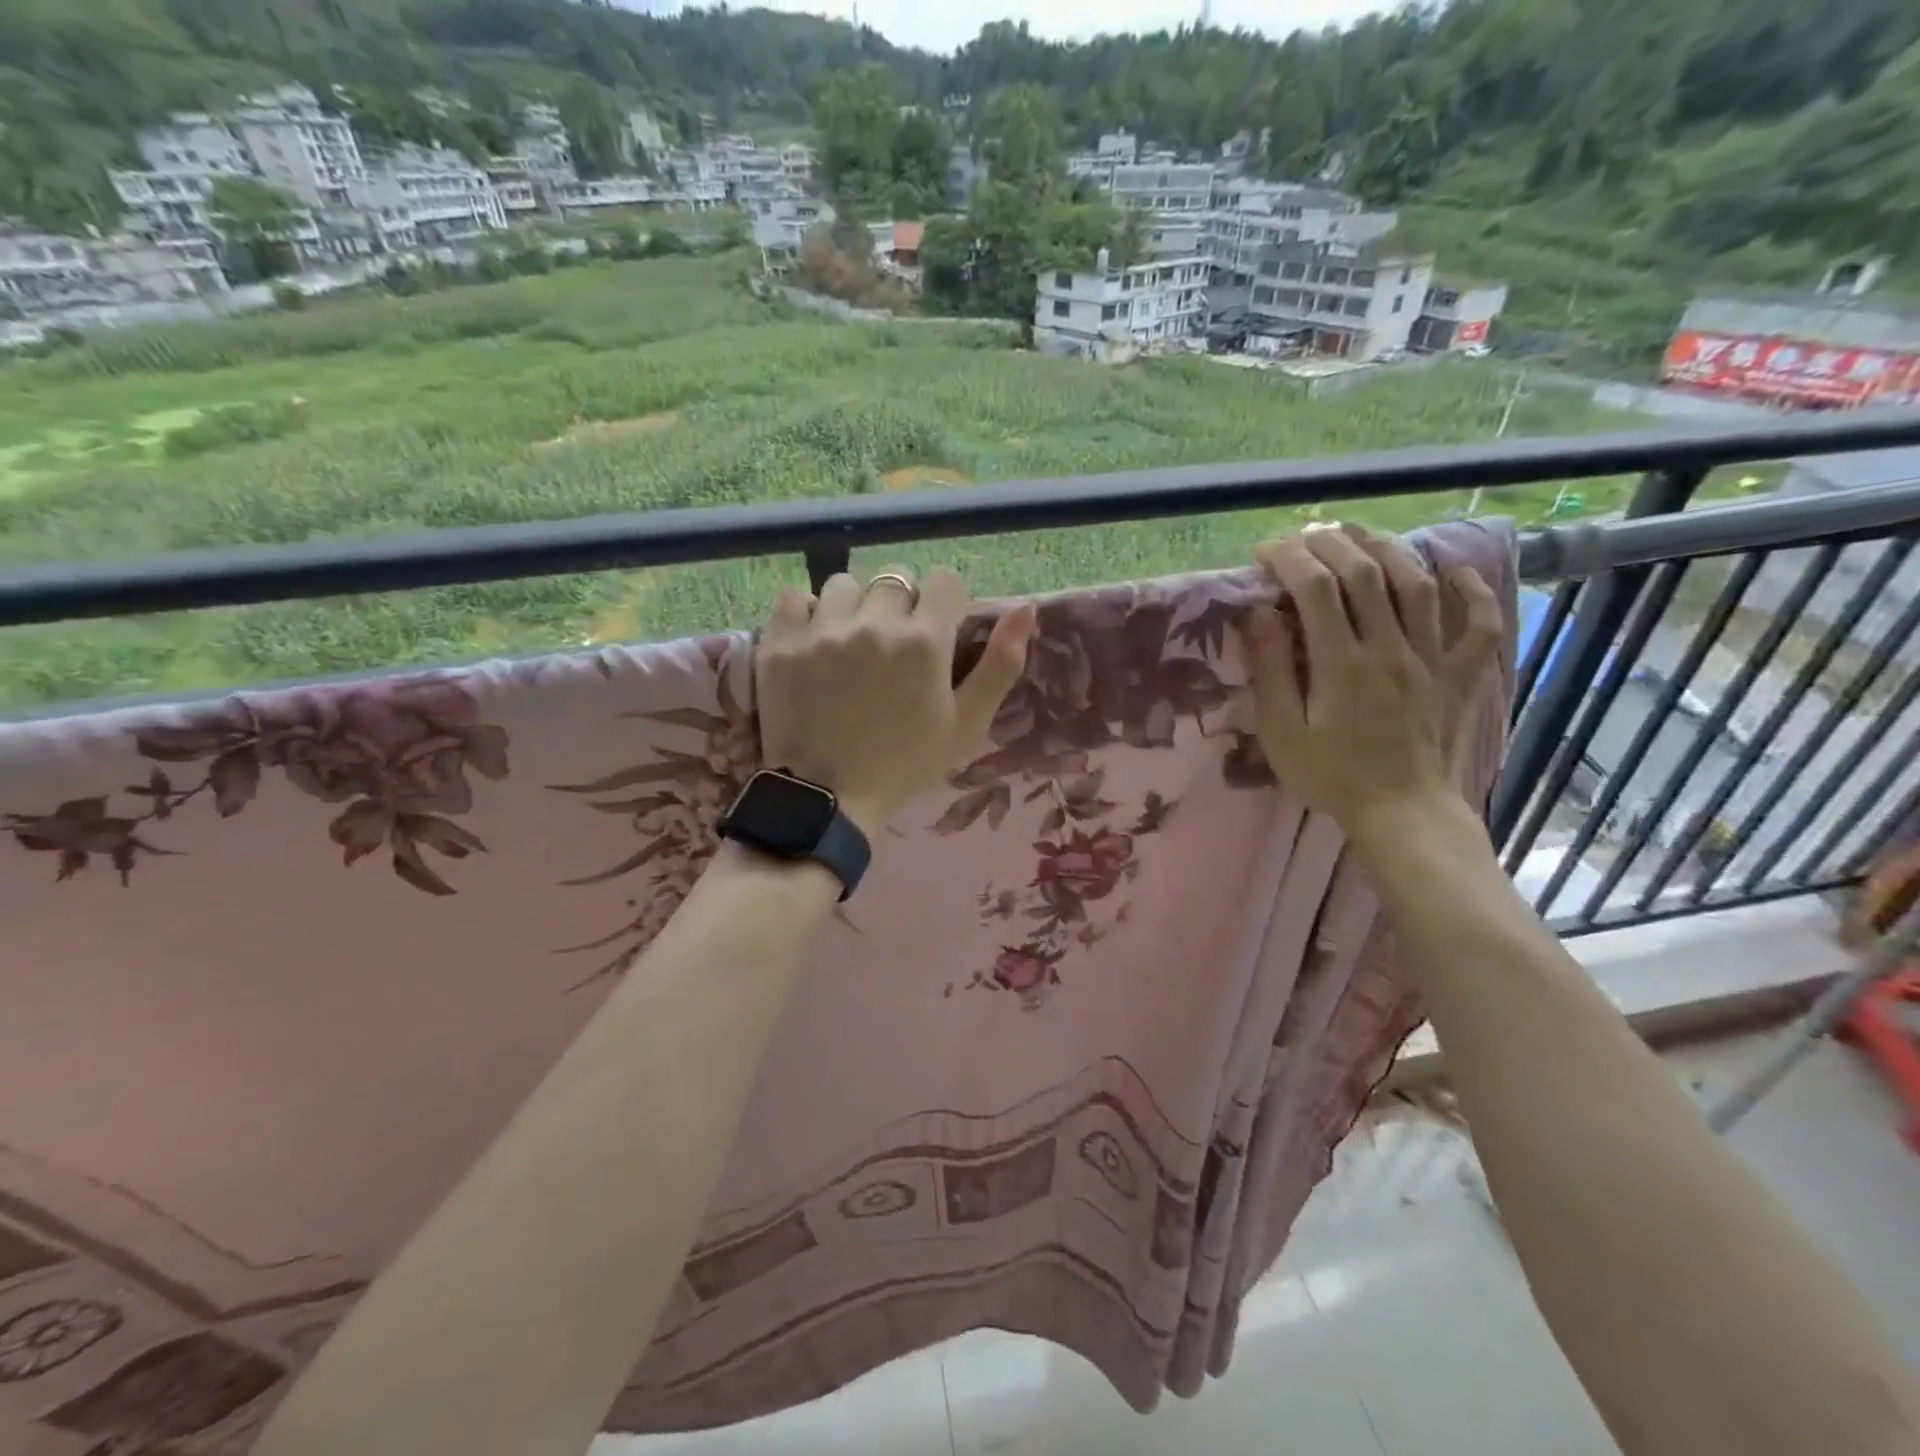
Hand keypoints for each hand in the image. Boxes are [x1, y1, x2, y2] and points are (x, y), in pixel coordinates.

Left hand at [757, 567, 1036, 839]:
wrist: (828, 800)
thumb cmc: (906, 766)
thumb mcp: (967, 725)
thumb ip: (1001, 665)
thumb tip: (1027, 608)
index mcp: (925, 642)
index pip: (944, 581)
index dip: (945, 603)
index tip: (937, 631)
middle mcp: (873, 624)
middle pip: (894, 580)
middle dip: (899, 606)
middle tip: (892, 647)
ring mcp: (822, 631)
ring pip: (844, 586)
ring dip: (853, 608)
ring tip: (849, 643)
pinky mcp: (781, 644)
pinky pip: (794, 599)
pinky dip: (806, 615)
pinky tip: (813, 643)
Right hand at [1236, 525, 1502, 836]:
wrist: (1402, 813)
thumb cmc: (1331, 776)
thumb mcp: (1283, 732)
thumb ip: (1271, 671)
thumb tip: (1258, 615)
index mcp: (1342, 663)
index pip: (1314, 588)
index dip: (1288, 559)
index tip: (1264, 552)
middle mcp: (1390, 647)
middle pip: (1365, 572)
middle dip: (1331, 543)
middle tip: (1306, 536)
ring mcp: (1432, 658)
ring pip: (1417, 583)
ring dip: (1387, 549)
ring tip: (1361, 535)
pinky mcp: (1460, 674)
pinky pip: (1478, 623)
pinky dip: (1470, 590)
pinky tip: (1451, 570)